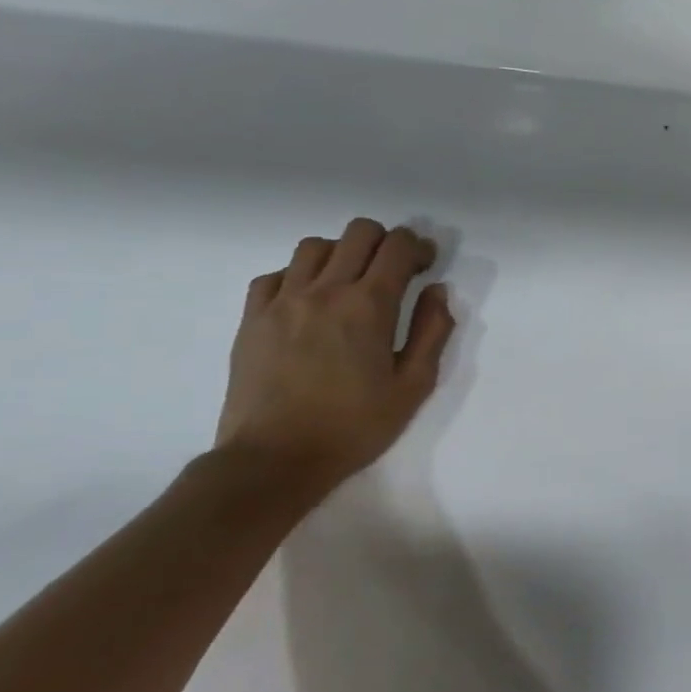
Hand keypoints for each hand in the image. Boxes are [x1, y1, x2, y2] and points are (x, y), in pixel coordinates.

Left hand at [216, 218, 455, 489]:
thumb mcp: (414, 385)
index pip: (398, 247)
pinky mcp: (253, 318)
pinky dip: (300, 275)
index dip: (419, 247)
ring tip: (352, 282)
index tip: (428, 265)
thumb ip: (432, 331)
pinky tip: (311, 301)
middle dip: (385, 242)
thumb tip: (437, 291)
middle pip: (358, 233)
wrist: (275, 458)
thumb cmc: (355, 425)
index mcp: (369, 305)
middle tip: (396, 271)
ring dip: (343, 254)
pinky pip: (276, 274)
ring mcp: (282, 301)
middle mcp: (324, 290)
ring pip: (315, 246)